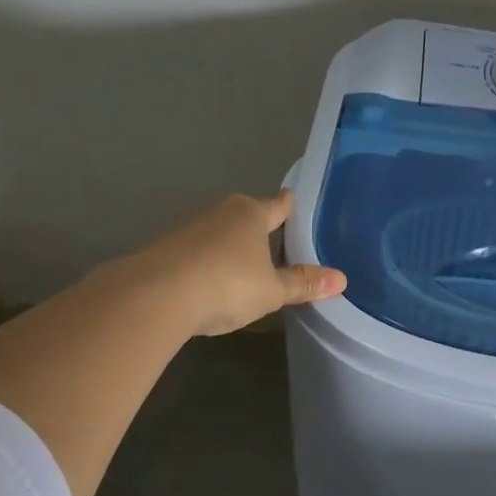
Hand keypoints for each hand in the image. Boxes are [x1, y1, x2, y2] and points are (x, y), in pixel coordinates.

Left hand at [127, 190, 345, 337]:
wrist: (154, 296)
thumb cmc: (227, 284)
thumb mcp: (272, 290)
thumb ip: (303, 284)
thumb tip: (341, 279)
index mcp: (251, 214)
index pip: (277, 205)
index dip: (288, 205)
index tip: (293, 200)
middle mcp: (220, 212)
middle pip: (246, 215)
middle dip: (258, 227)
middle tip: (277, 242)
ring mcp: (189, 229)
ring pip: (220, 233)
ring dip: (231, 247)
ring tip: (246, 266)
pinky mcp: (165, 249)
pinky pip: (197, 252)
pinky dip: (208, 263)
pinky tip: (212, 282)